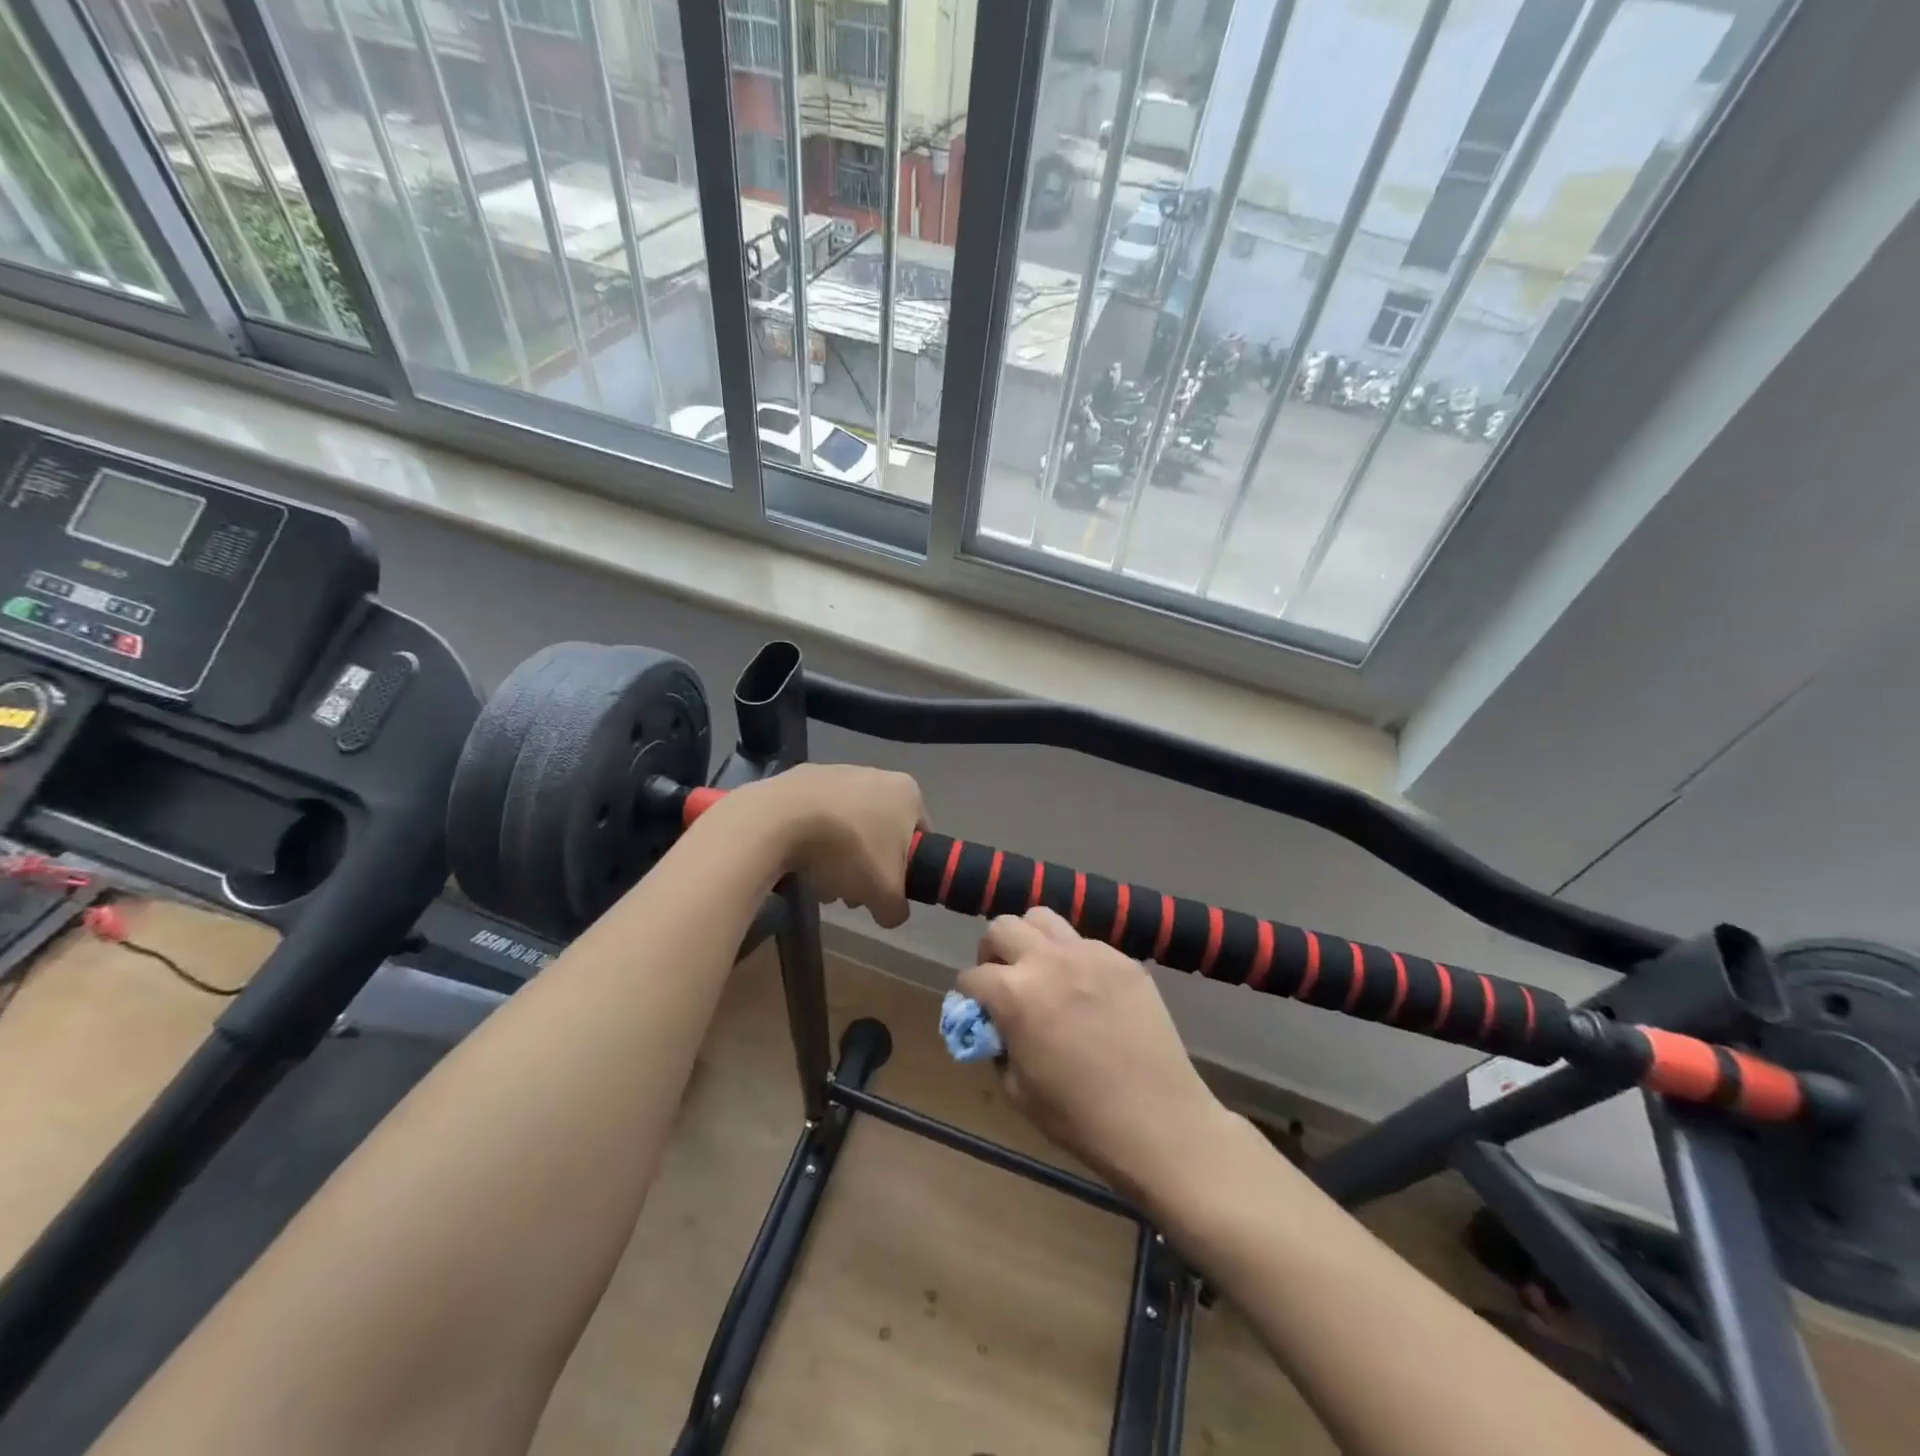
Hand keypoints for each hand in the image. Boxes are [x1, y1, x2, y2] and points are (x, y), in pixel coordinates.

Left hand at [735, 764, 925, 927]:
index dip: (907, 870)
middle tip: (850, 893)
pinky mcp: (799, 779)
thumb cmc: (848, 850)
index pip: (920, 836)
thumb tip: (891, 914)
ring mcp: (835, 772)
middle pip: (879, 833)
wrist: (779, 821)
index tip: (887, 891)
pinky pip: (815, 817)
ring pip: (846, 827)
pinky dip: (811, 840)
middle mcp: (875, 774)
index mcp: (906, 792)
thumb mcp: (885, 893)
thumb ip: (897, 908)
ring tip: (819, 884)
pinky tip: (798, 863)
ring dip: (838, 858)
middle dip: (866, 867)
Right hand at [956, 908, 1233, 1202]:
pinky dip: (1073, 959)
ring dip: (1031, 940)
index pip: (973, 976)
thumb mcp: (1017, 1090)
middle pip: (1002, 927)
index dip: (969, 994)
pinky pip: (1085, 943)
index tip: (976, 1008)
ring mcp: (1089, 954)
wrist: (1158, 1122)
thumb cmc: (1079, 1117)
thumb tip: (996, 1025)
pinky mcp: (1123, 959)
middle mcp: (1048, 961)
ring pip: (1043, 918)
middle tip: (1004, 978)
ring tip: (1041, 970)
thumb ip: (999, 1045)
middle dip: (993, 952)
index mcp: (1014, 994)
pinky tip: (1086, 991)